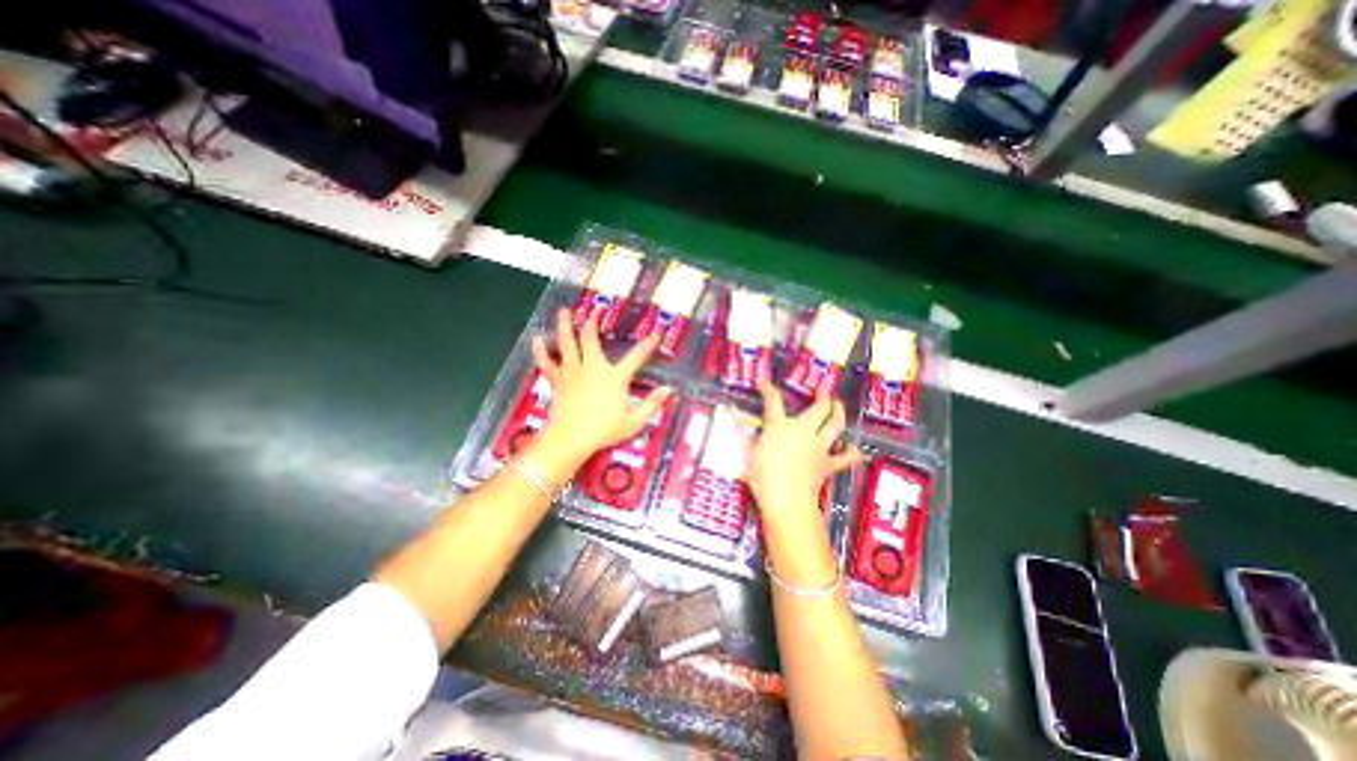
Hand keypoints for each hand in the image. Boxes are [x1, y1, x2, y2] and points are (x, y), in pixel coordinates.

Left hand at [533, 306, 675, 472]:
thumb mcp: (634, 421)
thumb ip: (652, 404)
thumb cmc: (604, 430)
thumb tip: (668, 390)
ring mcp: (573, 373)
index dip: (647, 345)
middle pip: (591, 340)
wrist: (571, 439)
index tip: (656, 334)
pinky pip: (548, 363)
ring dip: (565, 326)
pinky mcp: (559, 381)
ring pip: (567, 345)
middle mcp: (593, 368)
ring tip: (563, 311)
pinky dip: (542, 352)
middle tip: (595, 309)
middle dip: (593, 322)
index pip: (636, 357)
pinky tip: (537, 340)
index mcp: (615, 377)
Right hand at [747, 380, 849, 535]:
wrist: (786, 499)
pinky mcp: (826, 464)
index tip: (763, 382)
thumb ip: (744, 436)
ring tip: (839, 405)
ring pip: (834, 425)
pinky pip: (842, 458)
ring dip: (839, 413)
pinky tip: (854, 449)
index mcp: (779, 426)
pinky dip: (850, 453)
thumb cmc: (763, 475)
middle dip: (822, 395)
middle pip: (818, 408)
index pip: (773, 401)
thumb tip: (735, 422)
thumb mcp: (748, 454)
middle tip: (823, 388)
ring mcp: (817, 447)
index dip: (767, 389)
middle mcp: (802, 431)